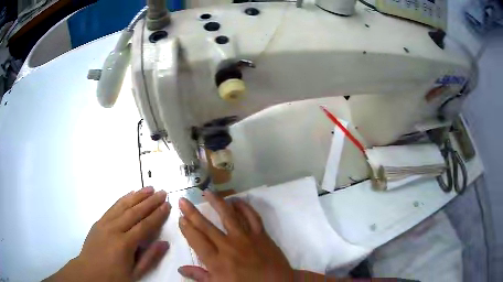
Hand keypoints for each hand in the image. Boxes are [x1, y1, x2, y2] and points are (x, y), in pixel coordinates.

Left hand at [45, 187, 170, 281]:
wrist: (89, 272)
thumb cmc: (114, 276)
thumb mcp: (135, 273)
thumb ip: (150, 258)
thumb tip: (164, 243)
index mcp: (125, 244)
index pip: (145, 225)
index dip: (157, 215)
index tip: (167, 205)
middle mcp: (115, 229)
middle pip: (135, 212)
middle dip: (150, 201)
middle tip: (162, 192)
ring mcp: (105, 223)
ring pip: (123, 205)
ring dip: (137, 196)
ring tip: (149, 188)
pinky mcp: (99, 221)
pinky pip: (112, 207)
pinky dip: (123, 199)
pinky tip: (130, 194)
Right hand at [177, 190, 293, 281]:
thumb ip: (200, 277)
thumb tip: (181, 269)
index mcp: (217, 262)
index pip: (197, 241)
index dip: (187, 229)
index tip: (180, 218)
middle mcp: (229, 247)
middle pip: (207, 226)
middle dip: (192, 212)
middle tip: (183, 200)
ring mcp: (246, 238)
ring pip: (229, 216)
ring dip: (217, 203)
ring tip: (208, 192)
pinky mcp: (261, 235)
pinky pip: (252, 217)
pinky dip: (245, 207)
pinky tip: (237, 200)